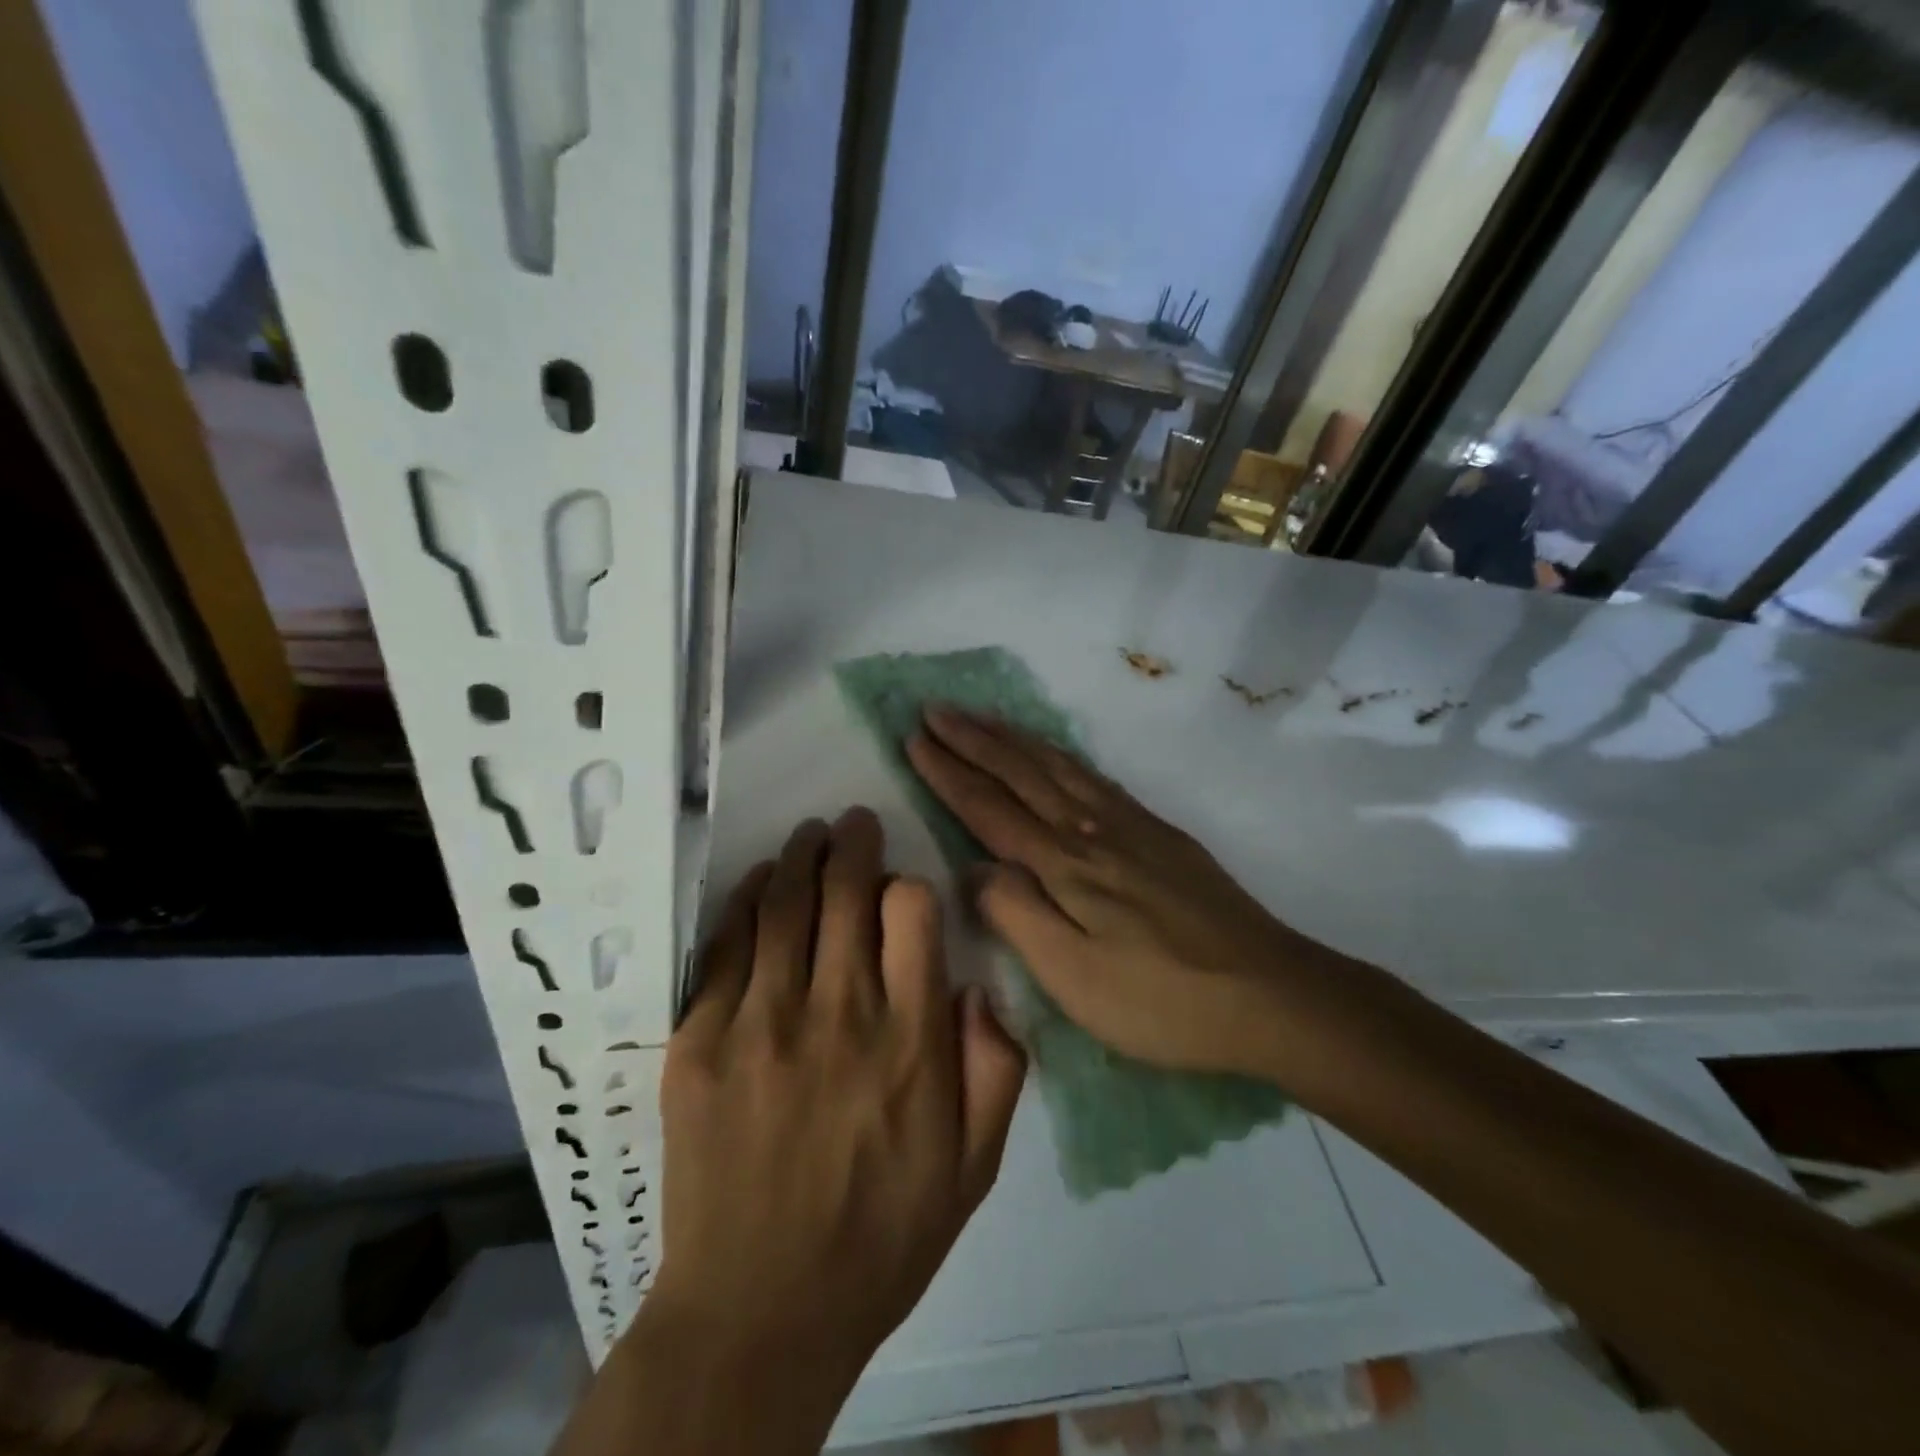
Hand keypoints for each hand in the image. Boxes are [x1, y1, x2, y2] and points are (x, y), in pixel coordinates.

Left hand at [650, 808, 1026, 1390]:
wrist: (759, 1313)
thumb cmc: (880, 1238)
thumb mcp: (973, 1169)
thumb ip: (995, 1069)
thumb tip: (978, 985)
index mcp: (909, 1043)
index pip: (912, 912)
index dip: (910, 886)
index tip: (904, 889)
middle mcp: (838, 1015)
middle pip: (845, 891)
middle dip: (853, 843)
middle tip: (853, 823)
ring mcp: (760, 1024)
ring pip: (784, 903)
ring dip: (801, 856)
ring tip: (811, 835)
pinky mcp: (700, 1042)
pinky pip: (727, 946)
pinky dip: (748, 901)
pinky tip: (761, 884)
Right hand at [907, 705, 1337, 1081]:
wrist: (1268, 992)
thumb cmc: (1160, 999)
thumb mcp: (1073, 976)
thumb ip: (1016, 915)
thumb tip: (974, 868)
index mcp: (1063, 865)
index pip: (989, 807)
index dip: (948, 772)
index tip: (914, 738)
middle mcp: (1090, 830)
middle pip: (1020, 773)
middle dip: (972, 739)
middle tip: (934, 709)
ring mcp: (1130, 825)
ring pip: (1057, 766)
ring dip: (1013, 738)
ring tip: (981, 717)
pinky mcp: (1159, 832)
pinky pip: (1095, 776)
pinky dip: (1061, 754)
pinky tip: (1055, 753)